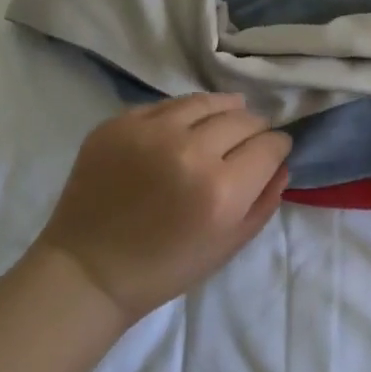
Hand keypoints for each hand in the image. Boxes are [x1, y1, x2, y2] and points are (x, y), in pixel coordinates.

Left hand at [31, 95, 291, 325]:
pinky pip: (167, 105)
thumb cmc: (164, 269)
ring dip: (224, 110)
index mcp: (221, 190)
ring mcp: (150, 131)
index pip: (269, 146)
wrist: (89, 269)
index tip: (275, 150)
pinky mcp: (120, 123)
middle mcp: (189, 151)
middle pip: (243, 119)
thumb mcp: (228, 246)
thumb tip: (281, 163)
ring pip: (207, 102)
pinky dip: (184, 113)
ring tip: (226, 118)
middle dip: (255, 128)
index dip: (278, 146)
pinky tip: (185, 126)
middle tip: (251, 139)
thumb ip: (263, 202)